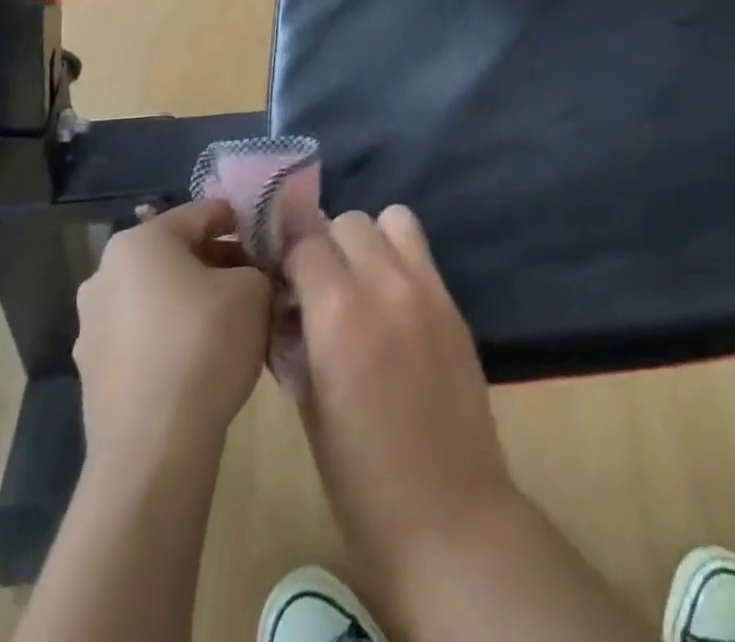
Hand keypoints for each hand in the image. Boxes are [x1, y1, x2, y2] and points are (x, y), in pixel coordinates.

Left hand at [73, 201, 271, 466]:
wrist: (154, 447)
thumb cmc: (205, 343)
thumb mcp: (254, 289)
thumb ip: (257, 267)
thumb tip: (251, 274)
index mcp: (139, 242)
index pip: (202, 214)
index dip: (242, 223)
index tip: (269, 242)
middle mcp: (104, 275)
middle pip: (176, 255)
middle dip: (218, 263)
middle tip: (257, 281)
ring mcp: (91, 327)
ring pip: (158, 296)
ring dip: (194, 300)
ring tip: (234, 322)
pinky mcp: (93, 373)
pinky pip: (144, 336)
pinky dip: (173, 336)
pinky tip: (204, 359)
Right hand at [285, 207, 516, 584]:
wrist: (450, 517)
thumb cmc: (362, 483)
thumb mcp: (309, 409)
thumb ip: (297, 339)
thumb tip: (289, 303)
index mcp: (340, 317)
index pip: (304, 241)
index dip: (287, 254)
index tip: (280, 276)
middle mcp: (386, 286)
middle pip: (348, 220)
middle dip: (325, 244)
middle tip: (318, 284)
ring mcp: (428, 289)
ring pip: (392, 219)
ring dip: (368, 240)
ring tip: (360, 282)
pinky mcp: (454, 301)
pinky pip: (421, 250)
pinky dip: (400, 257)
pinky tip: (392, 301)